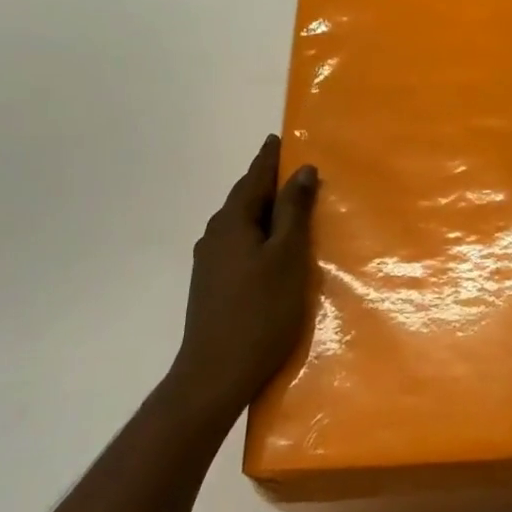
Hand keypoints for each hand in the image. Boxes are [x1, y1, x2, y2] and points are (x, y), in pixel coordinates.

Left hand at [170, 135, 318, 419]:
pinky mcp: (212, 284)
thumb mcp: (288, 256)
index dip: (269, 158)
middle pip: (245, 198)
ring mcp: (210, 261)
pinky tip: (272, 247)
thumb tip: (301, 170)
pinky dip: (259, 234)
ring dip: (265, 210)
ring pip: (242, 223)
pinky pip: (239, 243)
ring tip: (290, 206)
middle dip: (268, 183)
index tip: (279, 137)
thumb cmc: (261, 310)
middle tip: (295, 170)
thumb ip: (295, 211)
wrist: (216, 374)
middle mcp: (215, 235)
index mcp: (233, 222)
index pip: (254, 178)